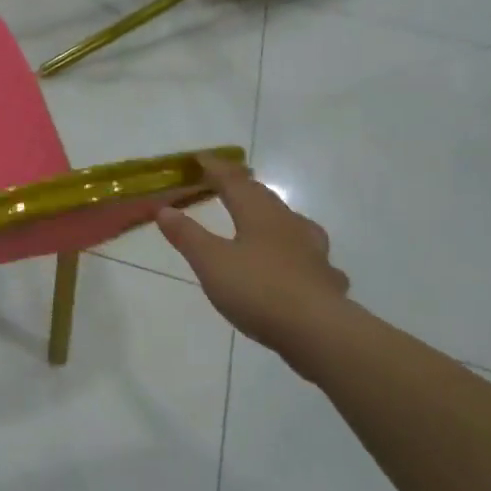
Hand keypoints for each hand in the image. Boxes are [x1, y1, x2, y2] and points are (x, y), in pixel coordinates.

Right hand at [156, 156, 348, 356]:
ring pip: (292, 224)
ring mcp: (313, 252)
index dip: (216, 168)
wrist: (318, 331)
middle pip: (265, 198)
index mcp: (259, 215)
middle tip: (228, 183)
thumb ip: (187, 235)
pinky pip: (309, 258)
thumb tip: (164, 209)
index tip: (200, 158)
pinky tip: (298, 267)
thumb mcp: (210, 262)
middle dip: (244, 188)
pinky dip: (297, 255)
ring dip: (273, 218)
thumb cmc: (258, 289)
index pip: (234, 182)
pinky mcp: (326, 280)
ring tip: (265, 221)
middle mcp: (289, 225)